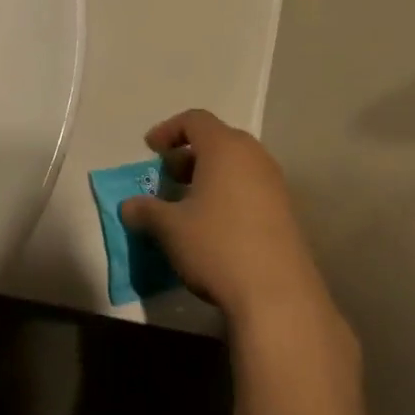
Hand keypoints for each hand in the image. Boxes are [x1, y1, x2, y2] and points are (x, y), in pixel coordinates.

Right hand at [119, 109, 341, 336]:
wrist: (277, 295)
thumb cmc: (217, 246)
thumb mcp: (170, 228)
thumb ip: (145, 211)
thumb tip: (129, 207)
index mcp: (225, 148)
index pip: (195, 120)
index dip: (168, 130)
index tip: (150, 150)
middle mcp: (254, 157)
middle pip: (218, 140)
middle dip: (189, 154)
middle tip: (169, 177)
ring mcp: (274, 184)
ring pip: (236, 165)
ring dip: (209, 176)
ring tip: (188, 204)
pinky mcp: (285, 212)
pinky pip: (250, 187)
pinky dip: (228, 194)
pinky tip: (213, 225)